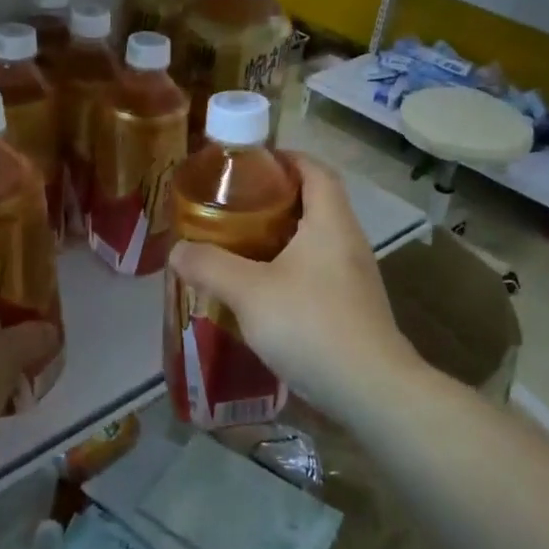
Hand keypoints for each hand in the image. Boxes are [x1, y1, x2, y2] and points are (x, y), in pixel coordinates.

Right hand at [167, 154, 419, 421]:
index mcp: (330, 222)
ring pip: (316, 240)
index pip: (315, 170)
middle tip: (234, 205)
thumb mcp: (250, 292)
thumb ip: (210, 266)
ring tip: (240, 244)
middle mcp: (348, 241)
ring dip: (282, 236)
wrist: (371, 389)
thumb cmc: (311, 325)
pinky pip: (318, 271)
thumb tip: (178, 250)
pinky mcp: (352, 307)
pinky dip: (290, 267)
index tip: (252, 162)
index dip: (287, 158)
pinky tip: (262, 290)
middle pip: (316, 202)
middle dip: (276, 198)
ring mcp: (354, 276)